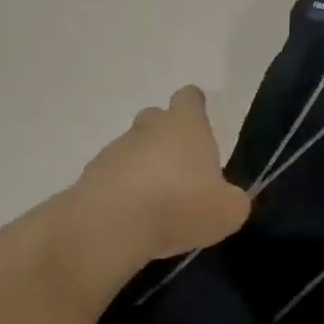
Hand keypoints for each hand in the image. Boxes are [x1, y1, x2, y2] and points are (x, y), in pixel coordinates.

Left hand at [73, 87, 251, 268]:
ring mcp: (114, 150)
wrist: (109, 226)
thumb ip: (233, 201)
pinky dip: (121, 194)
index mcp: (186, 124)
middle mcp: (149, 127)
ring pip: (133, 150)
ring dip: (143, 169)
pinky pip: (112, 178)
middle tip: (180, 172)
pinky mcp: (90, 177)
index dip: (195, 108)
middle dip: (166, 139)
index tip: (200, 126)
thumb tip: (229, 200)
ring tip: (155, 206)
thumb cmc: (178, 205)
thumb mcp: (227, 211)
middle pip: (157, 119)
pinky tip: (131, 221)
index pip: (190, 97)